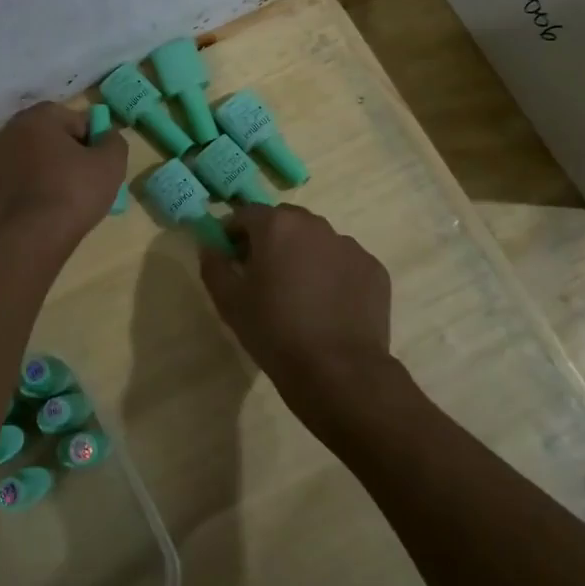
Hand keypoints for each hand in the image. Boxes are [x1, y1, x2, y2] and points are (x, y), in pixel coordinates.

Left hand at [0, 102, 126, 251]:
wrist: (30, 237)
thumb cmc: (73, 192)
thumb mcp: (111, 163)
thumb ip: (114, 141)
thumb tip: (106, 137)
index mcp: (37, 118)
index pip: (76, 120)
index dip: (93, 142)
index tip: (99, 165)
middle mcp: (11, 133)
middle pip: (53, 139)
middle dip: (72, 156)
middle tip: (88, 183)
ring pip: (37, 162)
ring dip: (53, 174)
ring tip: (69, 201)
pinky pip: (22, 185)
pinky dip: (35, 193)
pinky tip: (47, 213)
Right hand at [199, 204, 400, 432]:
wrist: (338, 371)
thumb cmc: (274, 331)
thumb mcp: (229, 301)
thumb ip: (214, 265)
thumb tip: (210, 246)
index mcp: (278, 226)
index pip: (246, 214)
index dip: (233, 233)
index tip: (231, 258)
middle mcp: (316, 225)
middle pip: (285, 222)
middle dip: (271, 240)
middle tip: (264, 275)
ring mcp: (350, 246)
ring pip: (318, 241)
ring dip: (304, 255)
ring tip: (300, 294)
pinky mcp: (374, 269)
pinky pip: (344, 263)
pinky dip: (333, 274)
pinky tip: (328, 306)